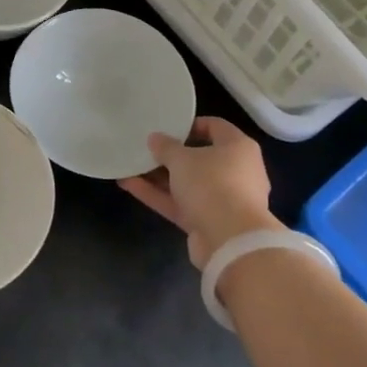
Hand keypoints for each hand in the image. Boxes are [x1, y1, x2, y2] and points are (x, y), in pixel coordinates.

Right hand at [119, 116, 280, 268]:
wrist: (230, 241)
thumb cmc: (212, 184)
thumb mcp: (183, 159)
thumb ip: (166, 147)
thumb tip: (155, 138)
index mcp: (238, 147)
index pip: (215, 127)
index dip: (190, 125)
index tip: (166, 126)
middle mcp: (235, 171)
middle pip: (200, 157)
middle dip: (171, 154)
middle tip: (146, 148)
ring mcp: (222, 199)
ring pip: (187, 183)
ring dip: (159, 176)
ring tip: (130, 166)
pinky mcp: (207, 221)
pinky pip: (181, 203)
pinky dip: (158, 195)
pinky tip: (129, 185)